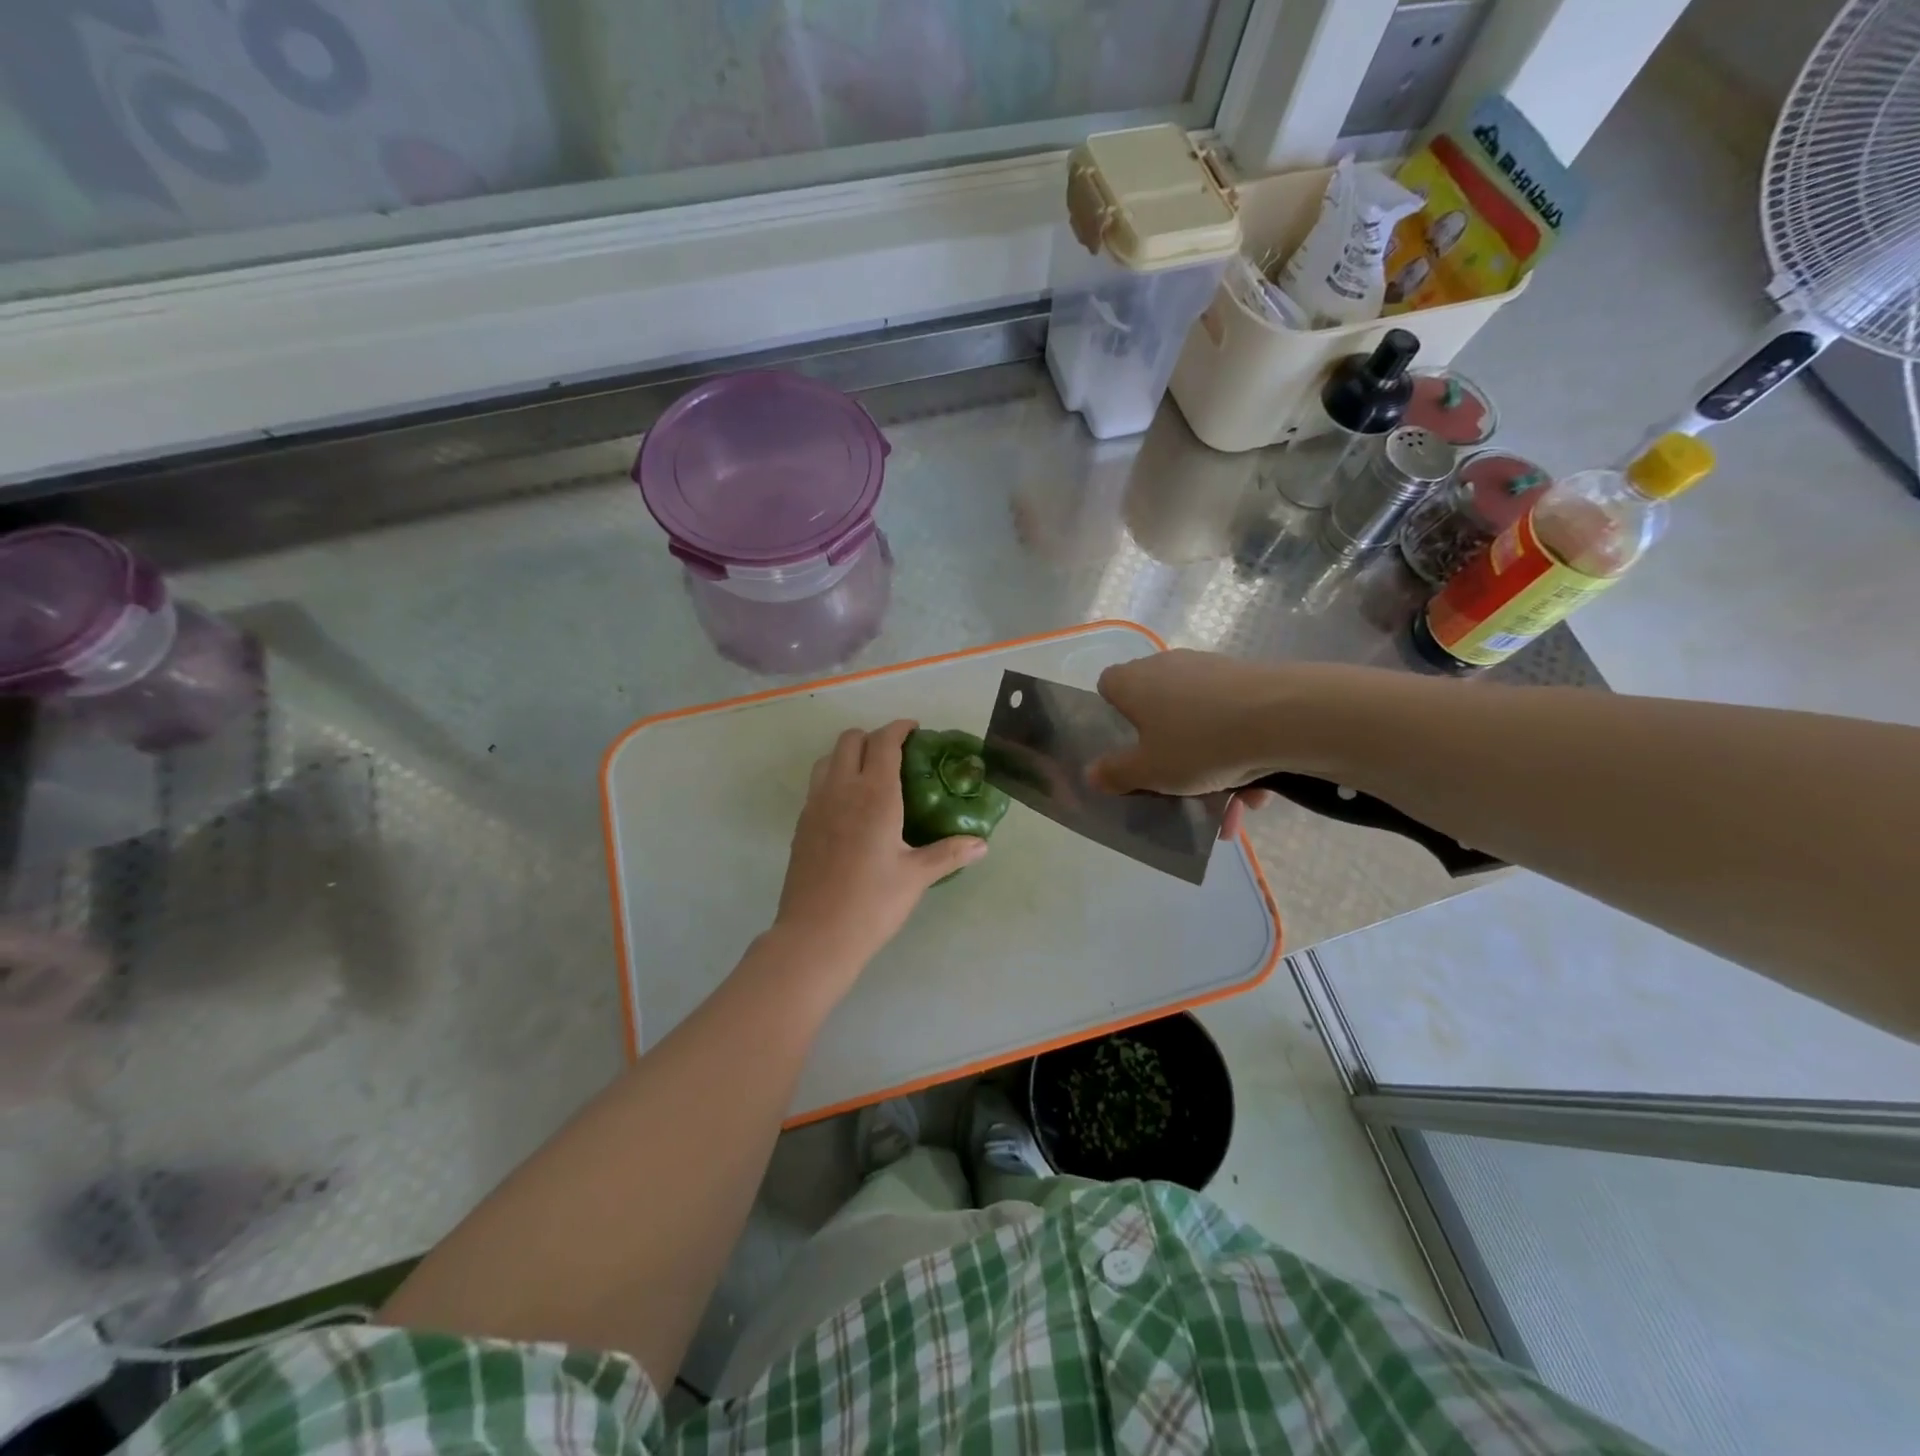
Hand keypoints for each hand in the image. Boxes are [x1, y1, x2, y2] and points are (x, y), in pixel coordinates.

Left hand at [773, 720, 987, 981]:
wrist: (815, 935)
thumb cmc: (872, 903)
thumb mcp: (917, 877)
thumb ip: (949, 853)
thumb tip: (982, 844)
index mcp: (875, 794)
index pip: (884, 742)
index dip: (899, 728)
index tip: (915, 730)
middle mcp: (841, 789)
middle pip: (850, 740)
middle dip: (873, 736)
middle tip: (897, 754)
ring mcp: (816, 805)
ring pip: (828, 759)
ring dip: (849, 754)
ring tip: (870, 775)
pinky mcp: (802, 824)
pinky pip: (817, 784)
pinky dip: (834, 778)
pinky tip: (850, 808)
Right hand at [1089, 650, 1281, 837]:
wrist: (1284, 717)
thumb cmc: (1199, 743)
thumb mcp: (1150, 771)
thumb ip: (1116, 773)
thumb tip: (1091, 774)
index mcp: (1133, 682)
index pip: (1108, 687)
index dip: (1112, 717)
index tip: (1127, 748)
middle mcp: (1167, 666)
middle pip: (1156, 708)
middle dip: (1168, 751)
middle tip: (1180, 786)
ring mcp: (1210, 669)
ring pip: (1199, 721)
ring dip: (1211, 762)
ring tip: (1234, 803)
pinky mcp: (1248, 678)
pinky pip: (1233, 720)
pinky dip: (1240, 751)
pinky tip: (1260, 788)